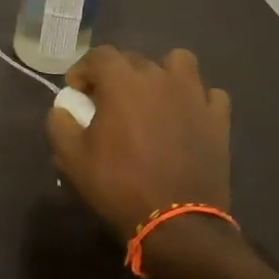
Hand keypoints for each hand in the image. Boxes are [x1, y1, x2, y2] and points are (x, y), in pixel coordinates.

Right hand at [46, 46, 231, 241]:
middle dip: (116, 74)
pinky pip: (209, 94)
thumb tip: (63, 109)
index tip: (76, 91)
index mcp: (122, 82)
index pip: (99, 55)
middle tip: (108, 101)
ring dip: (162, 74)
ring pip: (179, 63)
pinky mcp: (218, 120)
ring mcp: (194, 96)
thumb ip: (60, 124)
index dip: (83, 69)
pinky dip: (196, 100)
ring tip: (152, 98)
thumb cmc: (118, 185)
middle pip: (135, 59)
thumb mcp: (71, 158)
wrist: (176, 223)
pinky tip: (185, 117)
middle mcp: (160, 78)